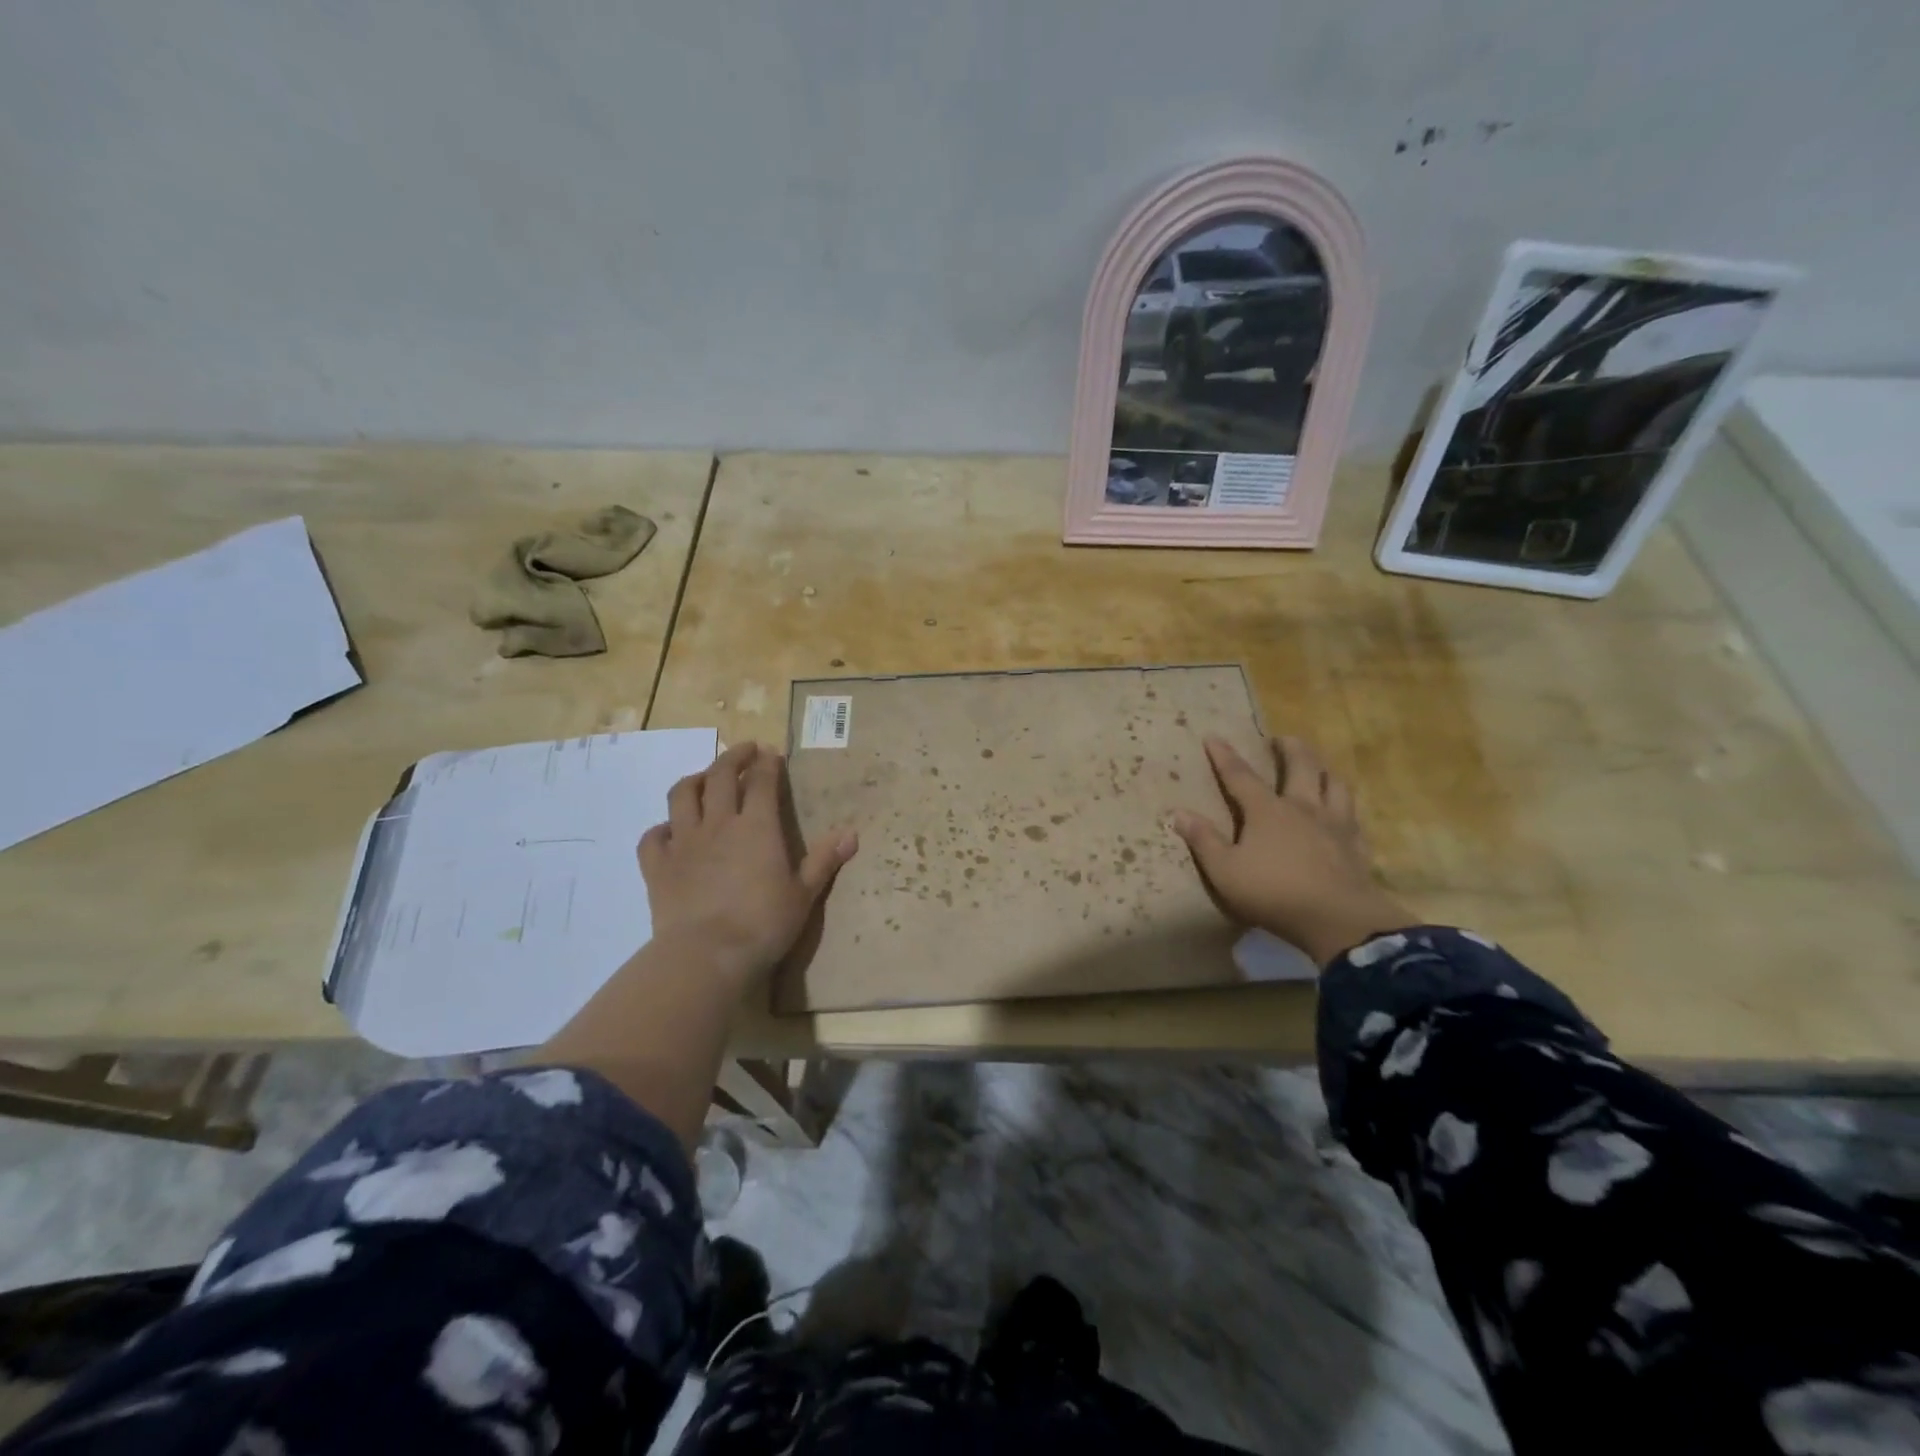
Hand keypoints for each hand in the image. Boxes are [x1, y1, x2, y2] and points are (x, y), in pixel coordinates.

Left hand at [638, 742, 856, 985]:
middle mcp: (719, 824)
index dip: (768, 763)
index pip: (762, 781)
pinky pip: (653, 836)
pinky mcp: (657, 865)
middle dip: (734, 757)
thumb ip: (825, 860)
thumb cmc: (764, 924)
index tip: (772, 753)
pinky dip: (661, 828)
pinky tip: (670, 832)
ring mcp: (684, 842)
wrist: (707, 955)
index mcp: (758, 826)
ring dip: (695, 780)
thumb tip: (852, 833)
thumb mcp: (804, 894)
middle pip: (721, 775)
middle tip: (744, 751)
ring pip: (682, 795)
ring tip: (705, 779)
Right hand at [1171, 735, 1413, 967]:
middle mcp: (1303, 807)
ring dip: (1325, 771)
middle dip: (1290, 748)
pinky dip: (1346, 809)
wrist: (1337, 919)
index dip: (1224, 756)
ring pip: (1335, 785)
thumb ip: (1203, 840)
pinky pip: (1354, 817)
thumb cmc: (1273, 892)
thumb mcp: (1225, 871)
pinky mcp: (1357, 846)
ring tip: (1319, 768)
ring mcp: (1335, 824)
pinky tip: (1344, 815)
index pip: (1240, 776)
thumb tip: (1179, 813)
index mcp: (1267, 810)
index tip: (1213, 736)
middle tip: (1282, 739)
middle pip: (1301, 766)